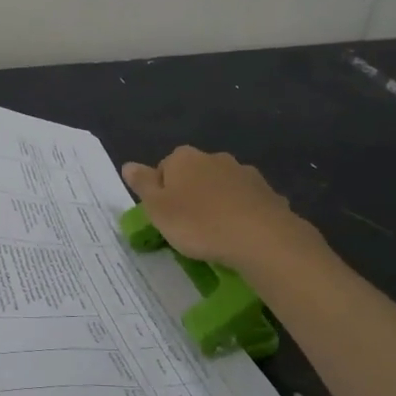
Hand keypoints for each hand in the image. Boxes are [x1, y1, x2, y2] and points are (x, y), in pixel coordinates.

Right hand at [121, 146, 323, 271]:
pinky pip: (246, 202)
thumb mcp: (158, 208)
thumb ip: (142, 184)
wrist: (259, 238)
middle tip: (188, 227)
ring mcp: (244, 173)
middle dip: (191, 195)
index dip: (162, 193)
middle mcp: (214, 157)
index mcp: (184, 158)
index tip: (166, 217)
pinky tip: (241, 235)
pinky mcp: (268, 192)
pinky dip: (241, 213)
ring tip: (216, 233)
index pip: (164, 169)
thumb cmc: (198, 223)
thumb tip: (128, 165)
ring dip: (218, 203)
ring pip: (222, 187)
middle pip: (194, 175)